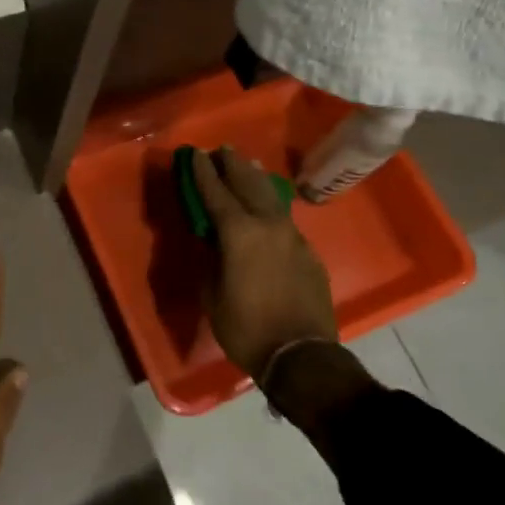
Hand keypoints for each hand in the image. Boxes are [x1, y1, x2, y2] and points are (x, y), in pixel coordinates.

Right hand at [191, 147, 337, 379]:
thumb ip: (211, 260)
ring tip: (247, 164)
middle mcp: (267, 224)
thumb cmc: (246, 328)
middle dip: (232, 166)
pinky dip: (272, 205)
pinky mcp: (307, 251)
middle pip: (248, 184)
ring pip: (271, 196)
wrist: (302, 355)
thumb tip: (213, 242)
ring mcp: (292, 236)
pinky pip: (285, 219)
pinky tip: (269, 206)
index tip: (196, 154)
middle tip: (222, 150)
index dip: (204, 173)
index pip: (216, 193)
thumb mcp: (212, 295)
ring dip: (255, 178)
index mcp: (239, 233)